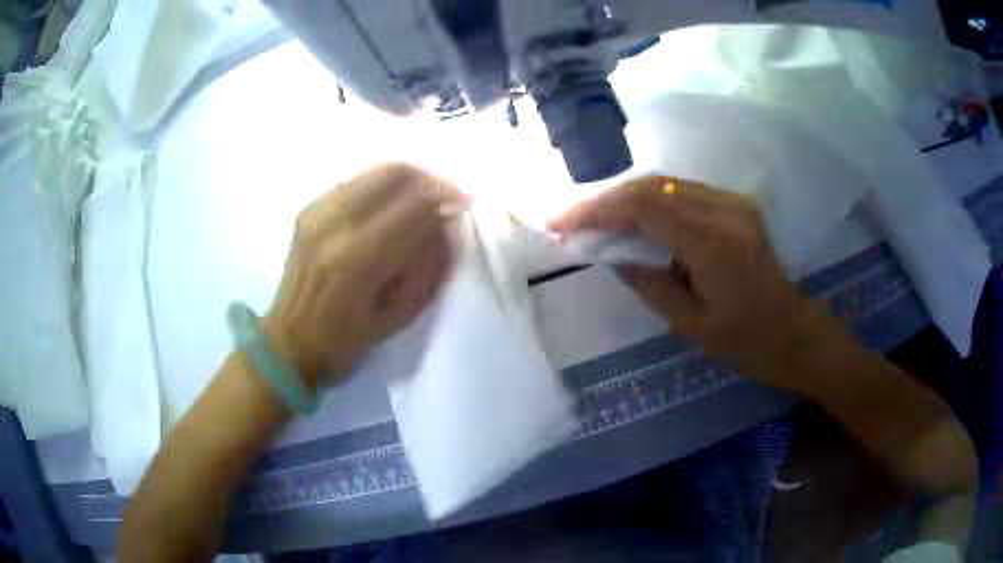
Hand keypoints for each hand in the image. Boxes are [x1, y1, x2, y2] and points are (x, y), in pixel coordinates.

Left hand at [266, 163, 465, 387]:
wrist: (289, 343)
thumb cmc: (346, 341)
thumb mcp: (399, 316)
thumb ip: (428, 266)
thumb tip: (445, 224)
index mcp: (359, 260)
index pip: (415, 206)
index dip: (446, 196)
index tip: (467, 200)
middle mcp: (334, 225)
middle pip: (393, 174)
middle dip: (429, 177)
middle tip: (448, 191)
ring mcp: (316, 213)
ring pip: (372, 171)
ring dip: (406, 177)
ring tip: (424, 193)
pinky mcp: (307, 210)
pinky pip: (353, 181)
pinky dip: (380, 183)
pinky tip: (391, 200)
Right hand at [549, 176, 812, 386]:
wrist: (795, 332)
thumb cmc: (748, 342)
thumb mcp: (692, 324)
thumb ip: (649, 283)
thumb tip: (612, 255)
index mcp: (714, 243)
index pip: (646, 206)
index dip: (598, 209)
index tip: (562, 222)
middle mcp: (725, 210)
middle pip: (653, 185)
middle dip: (607, 200)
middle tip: (572, 220)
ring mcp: (733, 203)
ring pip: (667, 184)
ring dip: (627, 199)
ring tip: (596, 221)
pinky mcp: (736, 205)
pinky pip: (683, 193)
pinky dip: (651, 202)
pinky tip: (634, 221)